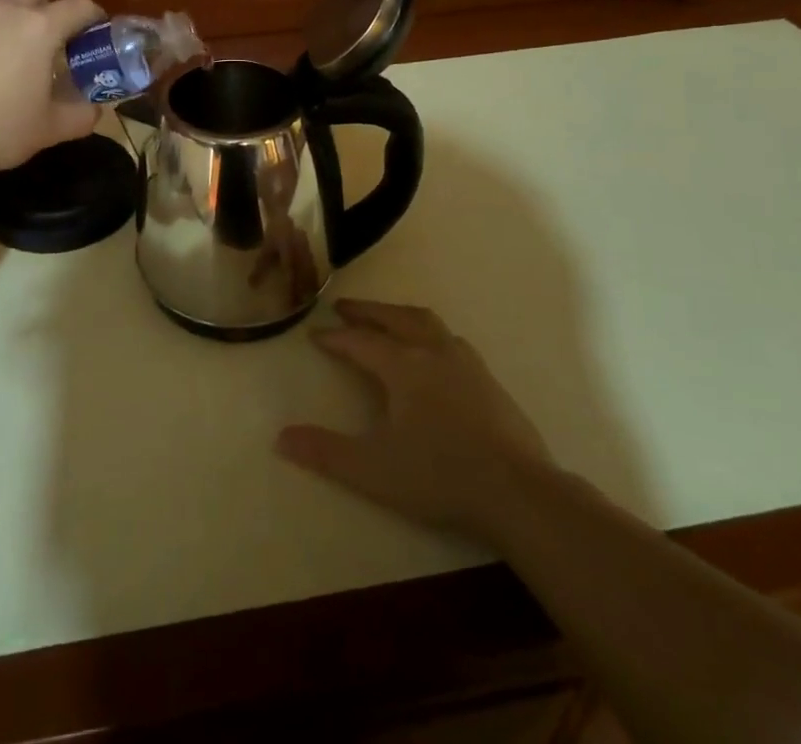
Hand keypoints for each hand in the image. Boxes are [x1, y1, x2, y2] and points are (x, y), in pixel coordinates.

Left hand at [0, 0, 103, 176]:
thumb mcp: (49, 129)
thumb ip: (80, 116)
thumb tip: (94, 110)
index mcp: (40, 27)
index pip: (80, 6)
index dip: (93, 19)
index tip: (94, 38)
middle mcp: (5, 10)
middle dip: (48, 13)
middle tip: (49, 48)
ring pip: (1, 5)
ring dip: (14, 22)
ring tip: (11, 59)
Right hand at [275, 300, 552, 538]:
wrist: (519, 493)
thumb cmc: (441, 477)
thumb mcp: (374, 470)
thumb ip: (326, 452)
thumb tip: (280, 437)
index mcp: (403, 366)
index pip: (360, 342)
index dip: (335, 338)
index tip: (315, 334)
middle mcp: (433, 352)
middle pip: (394, 318)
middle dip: (366, 312)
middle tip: (344, 307)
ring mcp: (465, 363)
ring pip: (426, 322)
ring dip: (399, 315)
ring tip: (386, 319)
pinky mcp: (489, 380)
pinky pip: (450, 340)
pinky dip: (429, 334)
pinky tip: (434, 353)